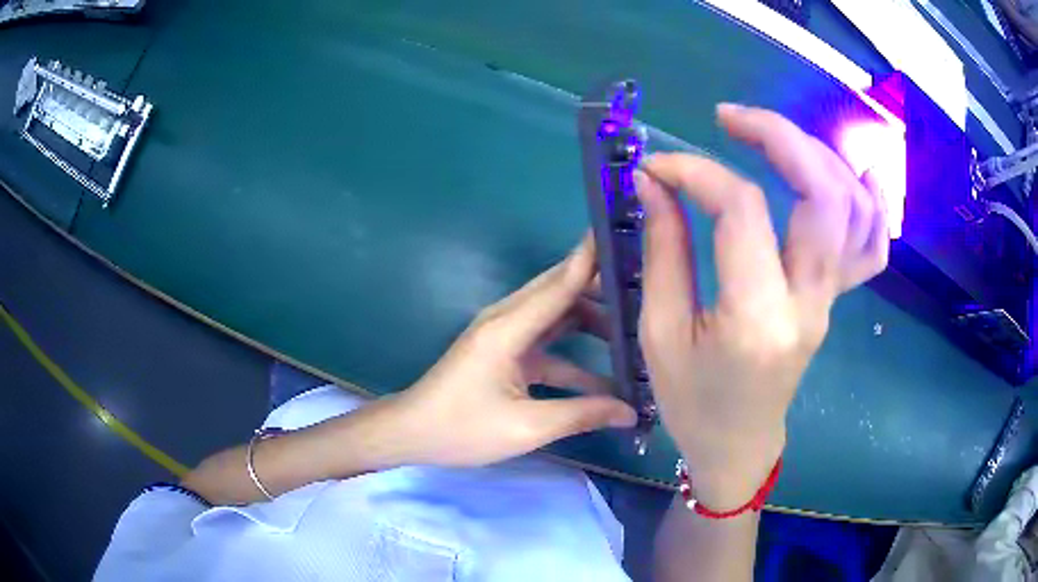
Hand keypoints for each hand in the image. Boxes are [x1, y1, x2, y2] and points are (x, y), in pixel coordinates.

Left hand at [391, 235, 637, 466]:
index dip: (593, 258)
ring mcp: (505, 334)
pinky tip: (605, 376)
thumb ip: (583, 414)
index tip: (625, 235)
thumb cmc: (462, 428)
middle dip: (603, 289)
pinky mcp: (504, 352)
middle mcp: (508, 319)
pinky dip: (574, 351)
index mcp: (509, 327)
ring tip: (638, 331)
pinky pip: (547, 342)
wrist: (412, 434)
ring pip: (557, 316)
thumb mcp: (527, 427)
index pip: (561, 282)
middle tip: (649, 290)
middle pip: (562, 291)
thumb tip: (631, 412)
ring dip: (592, 322)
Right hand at [637, 104, 888, 508]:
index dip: (697, 172)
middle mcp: (809, 301)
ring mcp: (831, 300)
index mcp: (757, 317)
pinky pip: (872, 246)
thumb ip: (662, 248)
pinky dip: (872, 202)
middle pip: (823, 193)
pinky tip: (858, 171)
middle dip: (778, 136)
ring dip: (818, 156)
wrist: (739, 445)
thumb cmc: (692, 402)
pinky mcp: (836, 300)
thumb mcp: (660, 332)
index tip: (658, 167)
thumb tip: (656, 181)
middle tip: (729, 118)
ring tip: (775, 139)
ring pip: (854, 208)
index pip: (743, 210)